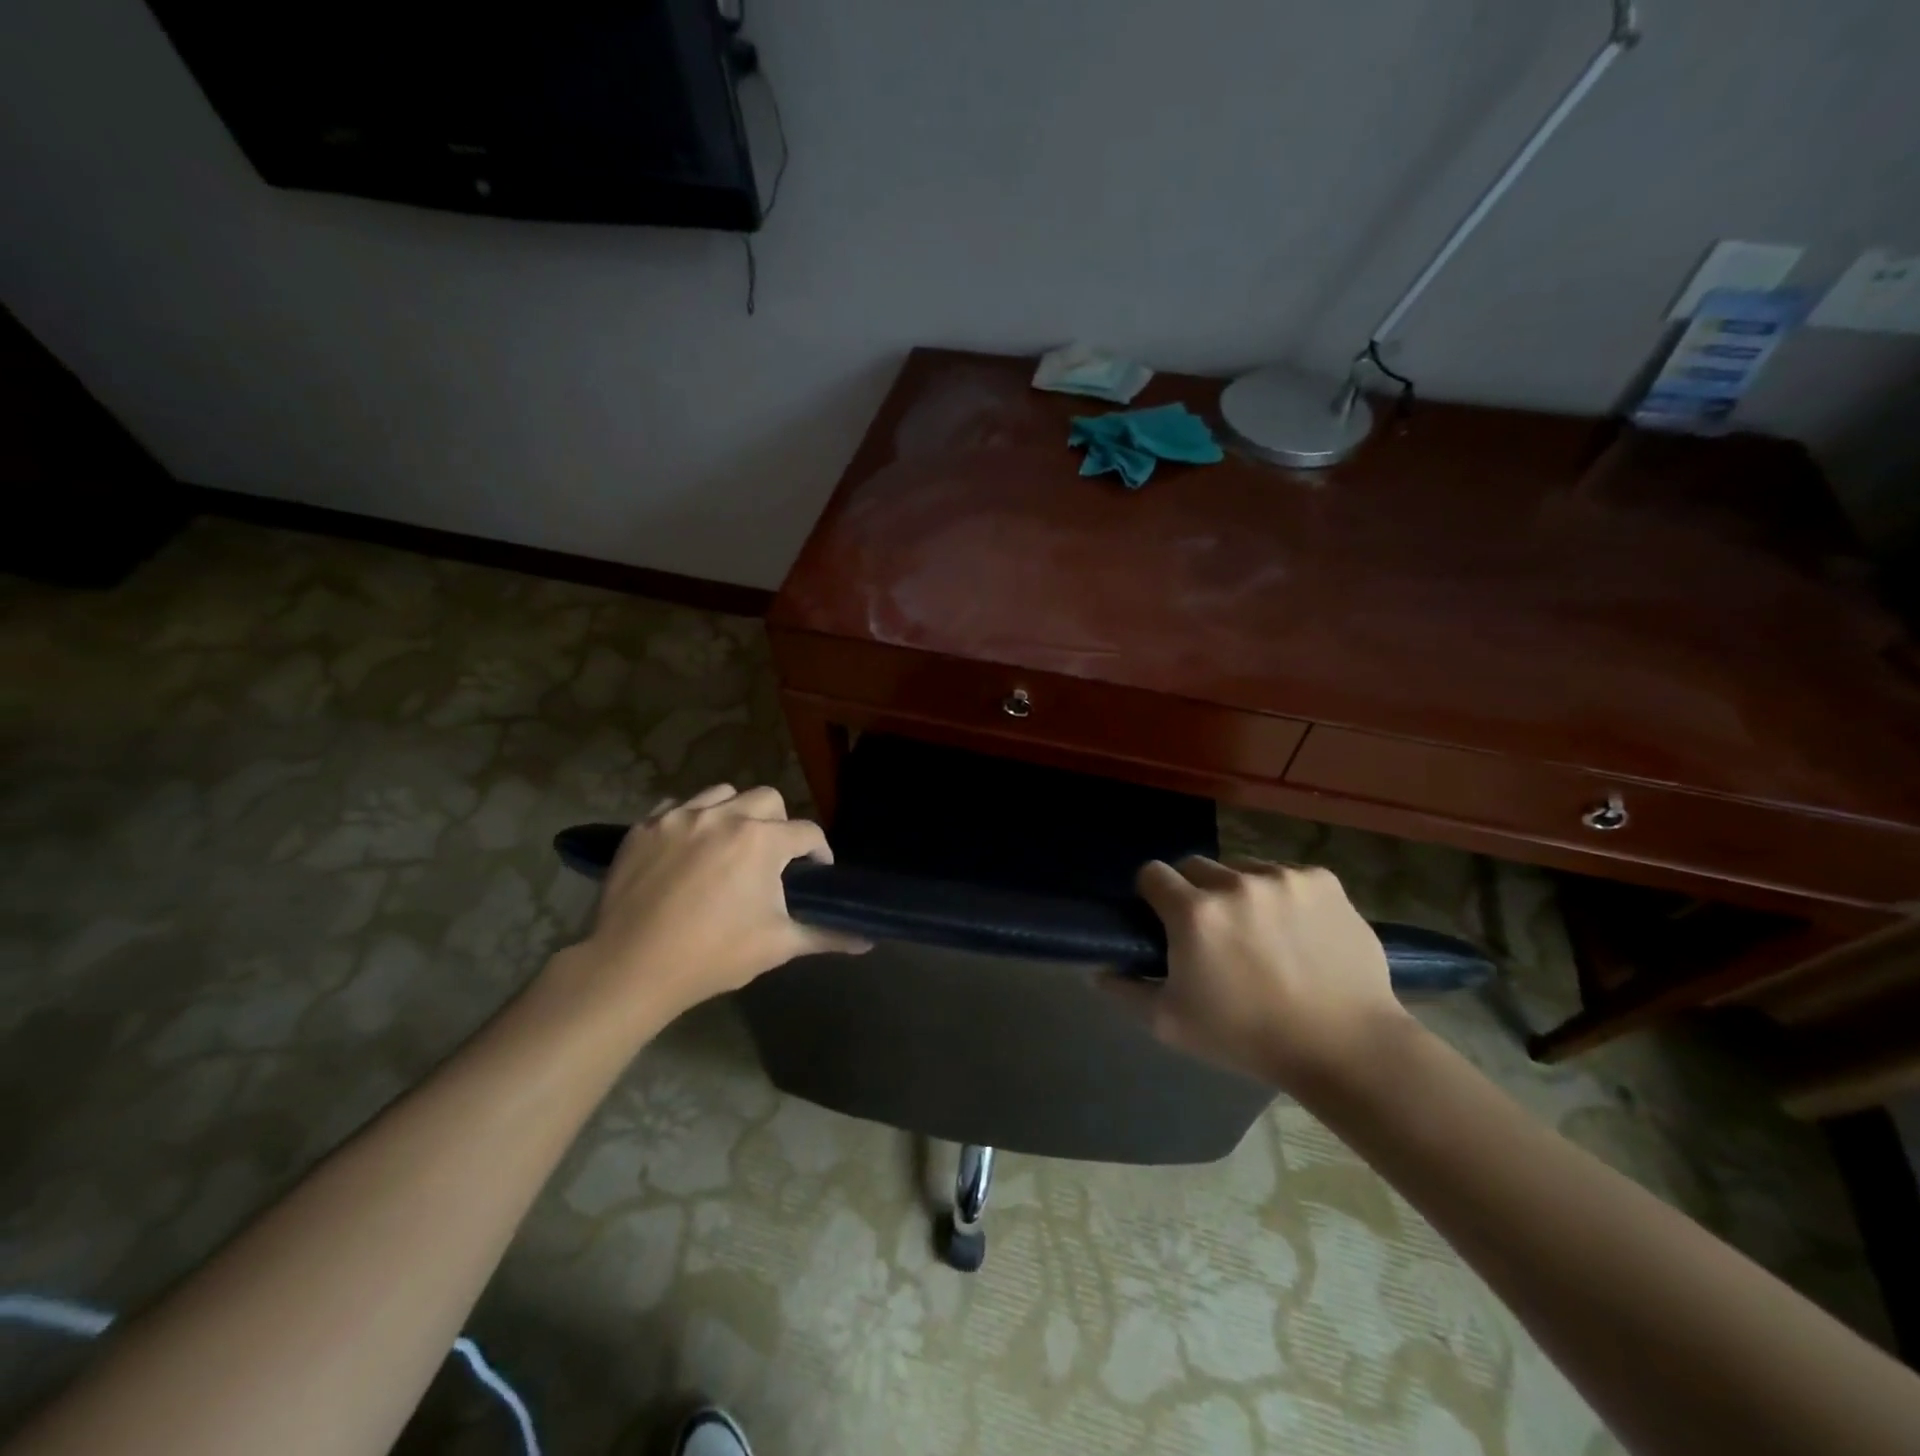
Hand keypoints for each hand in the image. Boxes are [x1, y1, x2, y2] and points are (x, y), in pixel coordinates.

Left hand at [539, 785, 869, 1037]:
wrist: (630, 968)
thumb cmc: (712, 956)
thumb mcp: (777, 946)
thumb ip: (826, 935)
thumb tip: (868, 940)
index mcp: (761, 841)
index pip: (807, 833)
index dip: (818, 853)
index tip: (814, 874)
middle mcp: (724, 816)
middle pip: (768, 800)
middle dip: (779, 824)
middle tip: (771, 859)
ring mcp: (680, 817)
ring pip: (722, 793)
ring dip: (735, 814)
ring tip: (729, 845)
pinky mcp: (644, 827)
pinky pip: (677, 805)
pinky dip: (690, 819)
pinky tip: (687, 847)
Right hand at [1113, 856, 1410, 1094]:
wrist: (1347, 1047)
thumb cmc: (1248, 1038)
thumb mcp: (1172, 1024)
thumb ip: (1126, 991)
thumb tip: (1098, 970)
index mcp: (1194, 912)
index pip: (1152, 873)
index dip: (1153, 895)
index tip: (1164, 919)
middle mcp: (1234, 882)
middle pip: (1196, 866)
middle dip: (1196, 892)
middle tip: (1213, 932)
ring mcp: (1283, 877)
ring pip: (1243, 868)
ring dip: (1241, 892)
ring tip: (1261, 933)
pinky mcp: (1322, 880)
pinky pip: (1287, 875)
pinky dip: (1284, 895)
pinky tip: (1298, 931)